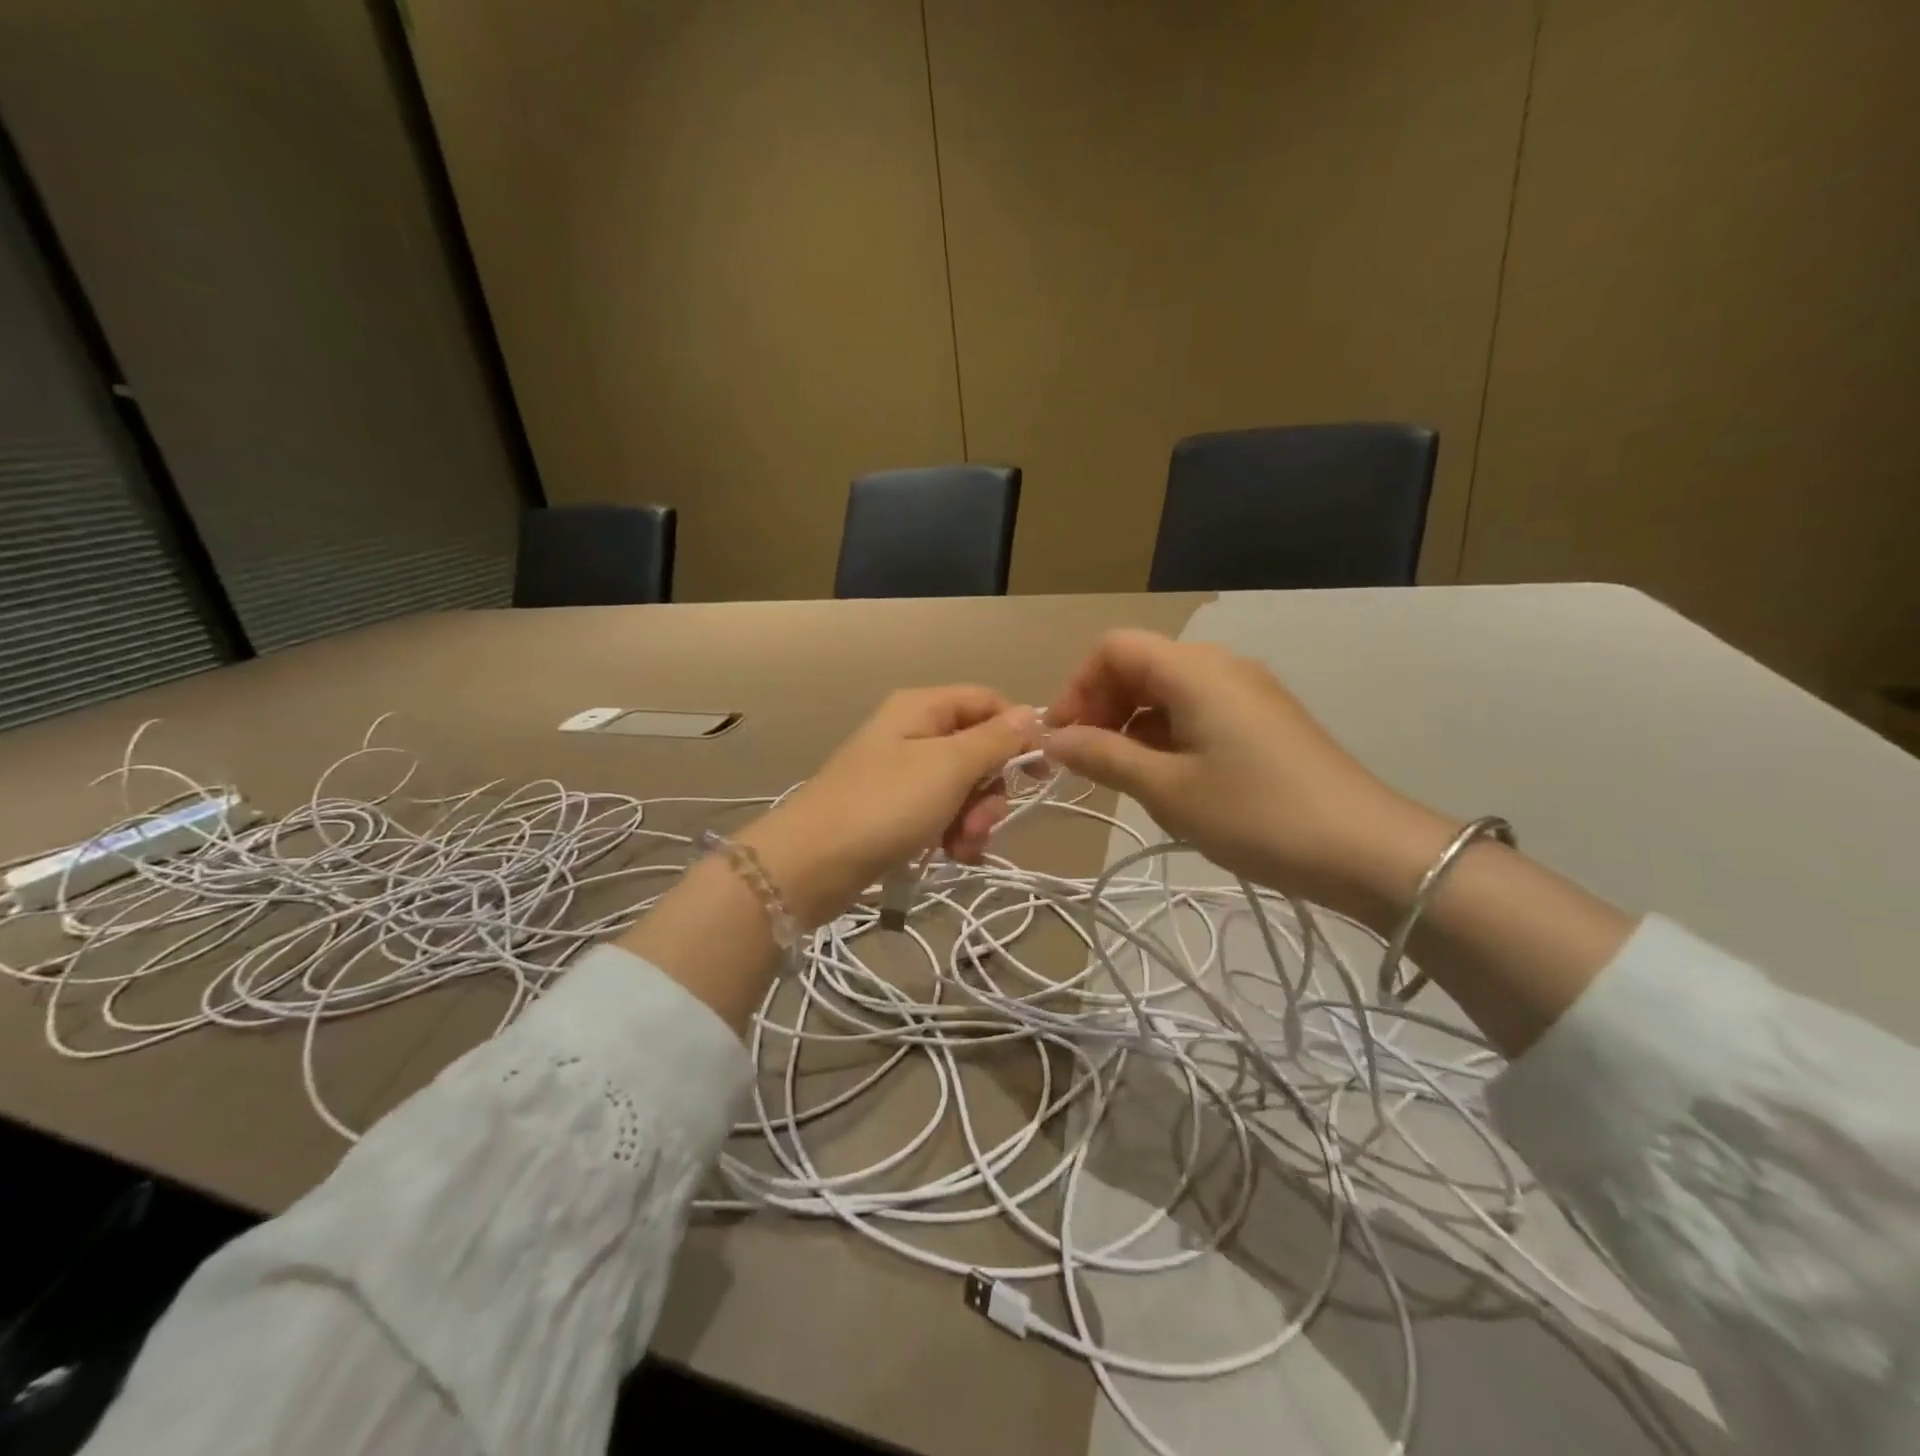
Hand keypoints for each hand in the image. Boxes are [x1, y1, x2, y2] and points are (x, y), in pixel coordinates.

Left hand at [740, 687, 1039, 925]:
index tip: (1040, 772)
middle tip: (982, 822)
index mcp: (922, 708)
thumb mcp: (949, 767)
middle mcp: (912, 732)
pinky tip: (949, 856)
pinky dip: (952, 834)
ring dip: (973, 819)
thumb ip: (995, 740)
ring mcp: (901, 773)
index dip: (1018, 732)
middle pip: (978, 750)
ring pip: (962, 787)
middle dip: (991, 790)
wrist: (811, 864)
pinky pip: (940, 813)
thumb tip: (1031, 714)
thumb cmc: (885, 805)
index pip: (988, 702)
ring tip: (960, 847)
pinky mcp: (894, 810)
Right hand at [1045, 630, 1455, 915]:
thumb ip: (1103, 757)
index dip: (1077, 686)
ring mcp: (1248, 692)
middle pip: (1140, 664)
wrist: (1368, 850)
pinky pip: (1198, 709)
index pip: (1114, 648)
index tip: (1062, 738)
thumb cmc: (1257, 815)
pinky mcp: (1265, 719)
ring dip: (1132, 722)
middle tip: (1085, 761)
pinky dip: (1166, 733)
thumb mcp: (1168, 790)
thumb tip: (1053, 739)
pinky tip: (1166, 778)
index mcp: (1195, 669)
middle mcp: (1221, 666)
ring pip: (1168, 689)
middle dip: (1102, 705)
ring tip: (1122, 776)